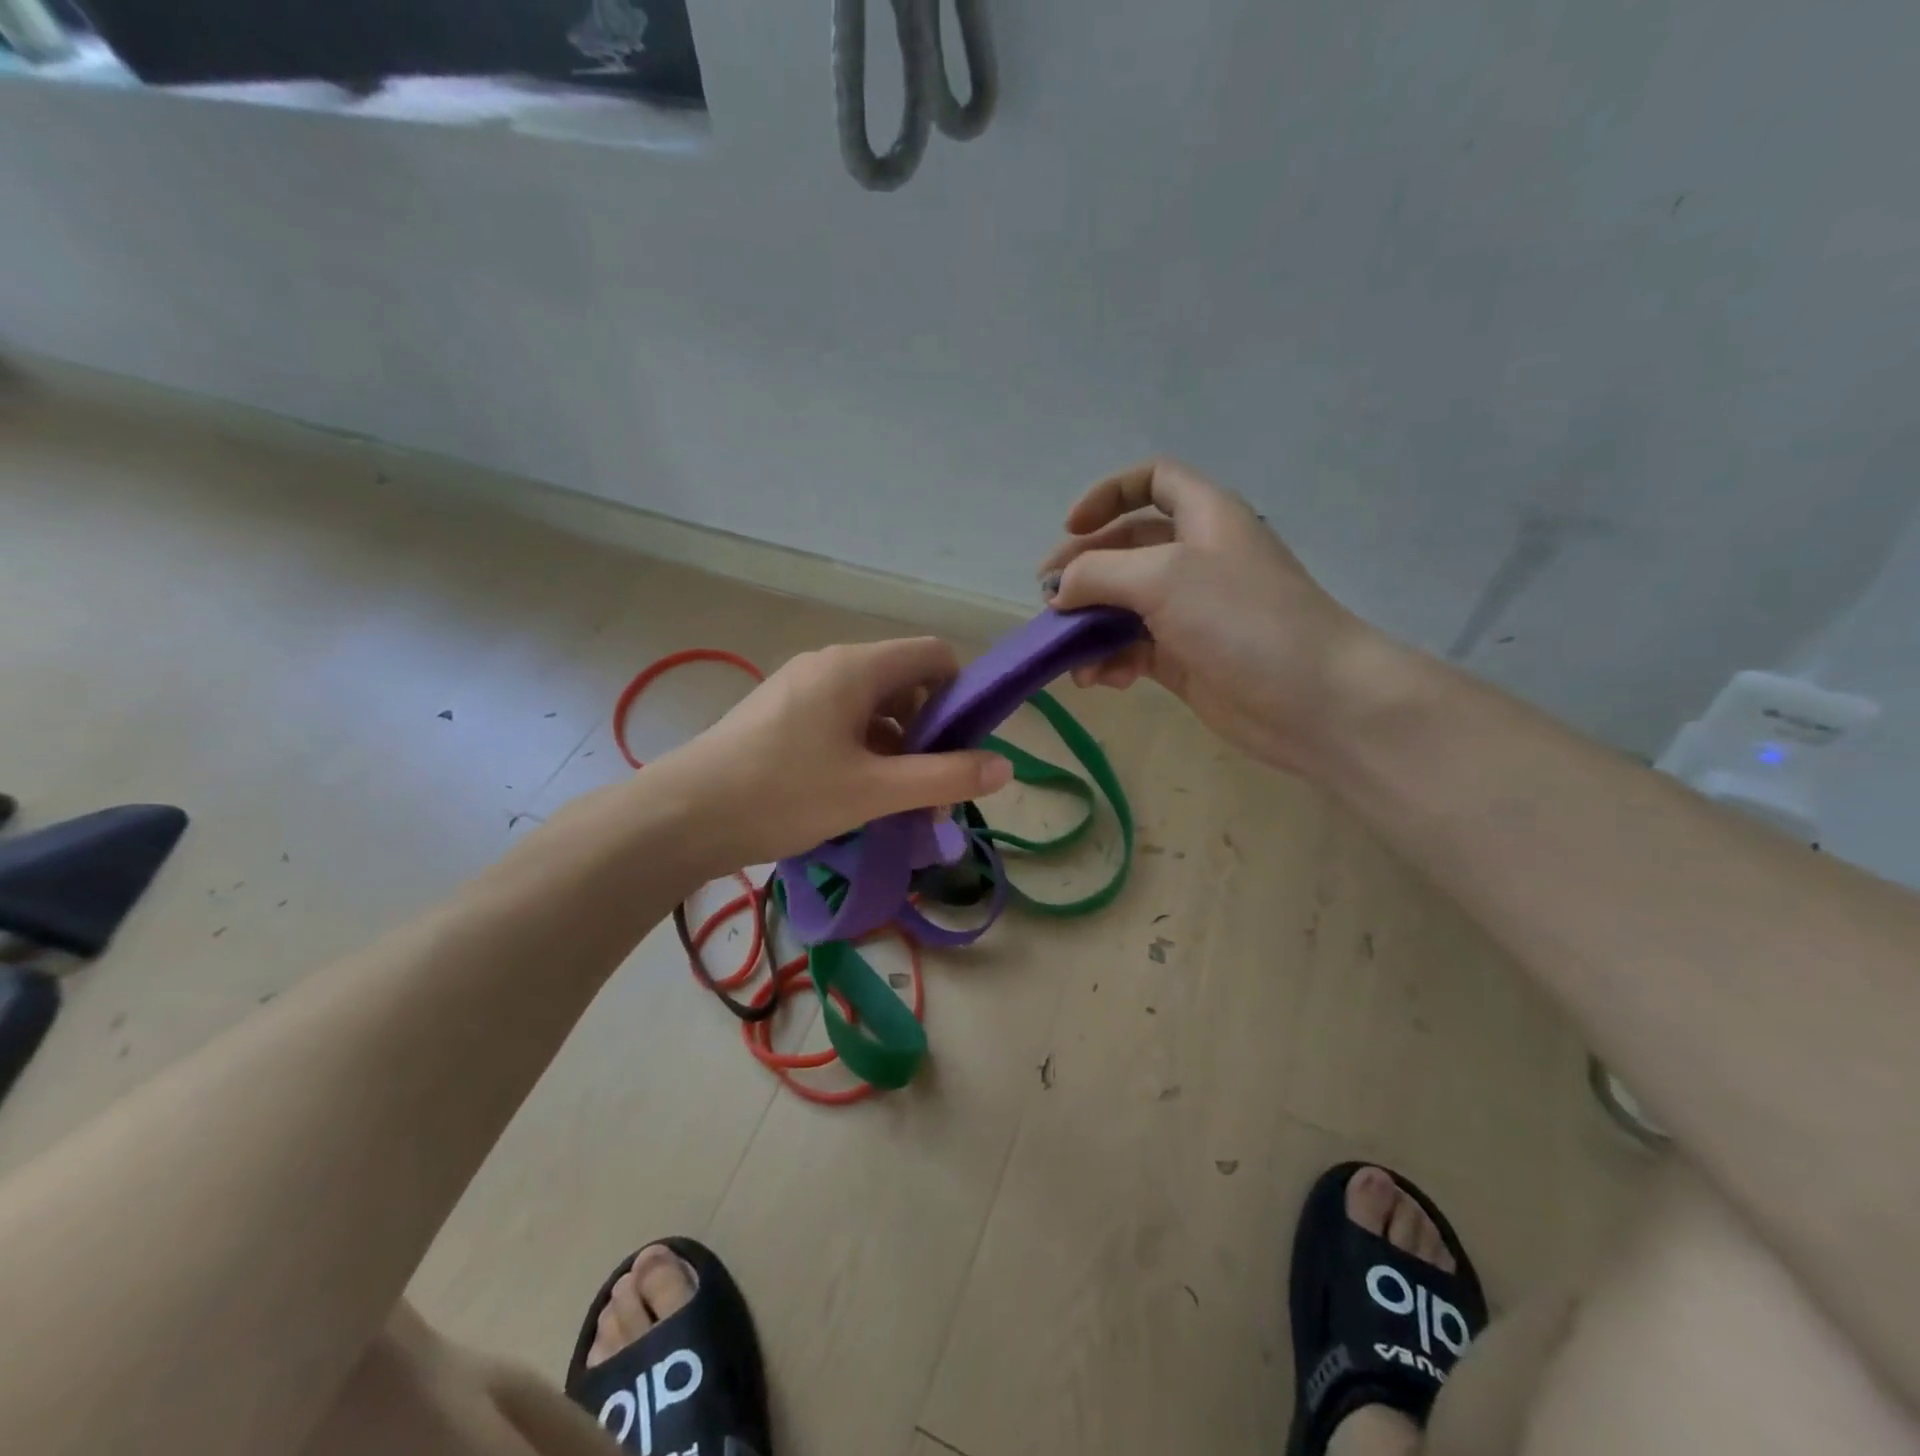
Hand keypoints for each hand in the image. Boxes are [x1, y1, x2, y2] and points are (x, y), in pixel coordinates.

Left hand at [649, 637, 1011, 874]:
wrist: (682, 816)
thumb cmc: (784, 794)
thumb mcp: (873, 791)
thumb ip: (944, 777)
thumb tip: (1006, 767)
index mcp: (856, 667)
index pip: (935, 655)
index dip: (961, 694)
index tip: (962, 747)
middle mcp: (830, 664)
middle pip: (905, 682)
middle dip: (929, 732)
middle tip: (928, 788)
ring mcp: (800, 686)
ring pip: (872, 705)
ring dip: (896, 747)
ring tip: (894, 801)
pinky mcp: (780, 713)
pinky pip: (840, 719)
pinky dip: (862, 750)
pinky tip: (854, 794)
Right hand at [1040, 460, 1402, 773]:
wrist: (1314, 700)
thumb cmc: (1243, 618)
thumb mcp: (1163, 577)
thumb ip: (1100, 573)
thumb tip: (1059, 591)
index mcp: (1203, 517)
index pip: (1152, 480)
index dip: (1107, 494)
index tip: (1072, 528)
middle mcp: (1195, 558)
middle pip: (1125, 549)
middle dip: (1083, 572)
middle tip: (1049, 602)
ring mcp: (1190, 612)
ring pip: (1122, 606)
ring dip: (1089, 626)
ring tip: (1067, 653)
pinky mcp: (1185, 659)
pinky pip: (1132, 650)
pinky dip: (1110, 661)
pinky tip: (1099, 680)